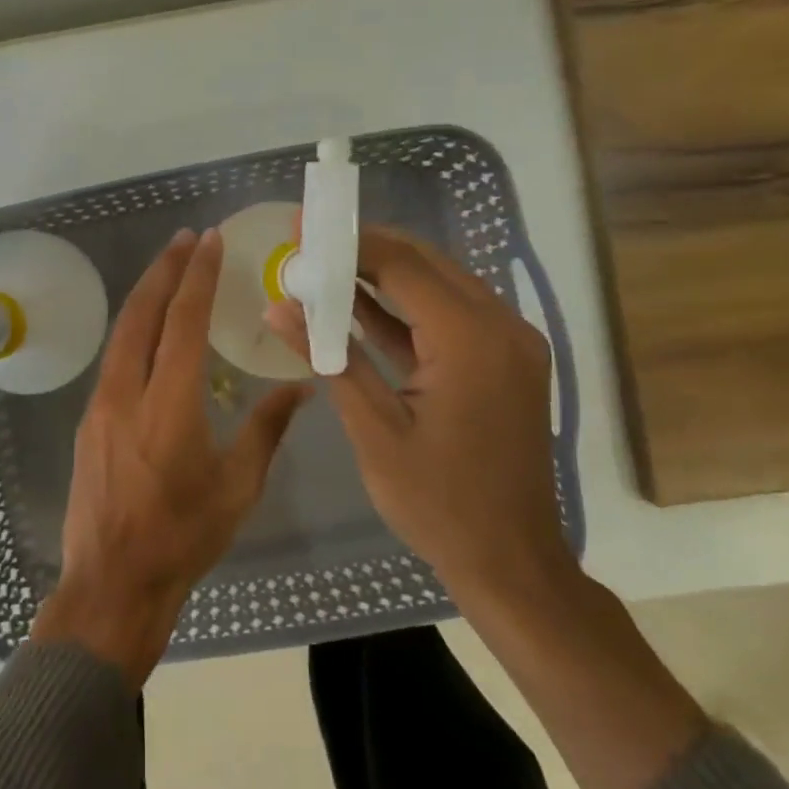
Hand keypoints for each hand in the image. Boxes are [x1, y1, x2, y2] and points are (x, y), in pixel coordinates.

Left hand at [32, 228, 308, 687]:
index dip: (196, 277)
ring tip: (169, 269)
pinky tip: (150, 330)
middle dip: (164, 270)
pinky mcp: (89, 422)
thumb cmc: (183, 539)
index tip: (208, 242)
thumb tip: (300, 385)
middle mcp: (126, 393)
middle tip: (186, 239)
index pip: (181, 322)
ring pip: (122, 334)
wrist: (111, 585)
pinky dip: (134, 330)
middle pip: (141, 315)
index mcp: (168, 405)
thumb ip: (267, 428)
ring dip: (145, 296)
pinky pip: (114, 360)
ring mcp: (100, 406)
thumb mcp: (238, 487)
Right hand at [267, 226, 575, 616]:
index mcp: (471, 340)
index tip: (301, 227)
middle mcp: (501, 327)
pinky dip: (405, 309)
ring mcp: (508, 343)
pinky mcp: (503, 361)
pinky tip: (358, 304)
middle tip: (307, 242)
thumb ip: (329, 357)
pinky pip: (449, 317)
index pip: (402, 266)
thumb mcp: (373, 428)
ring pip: (438, 285)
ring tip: (323, 266)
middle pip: (424, 264)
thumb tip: (278, 307)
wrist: (511, 561)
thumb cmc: (437, 502)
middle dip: (364, 249)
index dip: (348, 242)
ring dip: (383, 275)